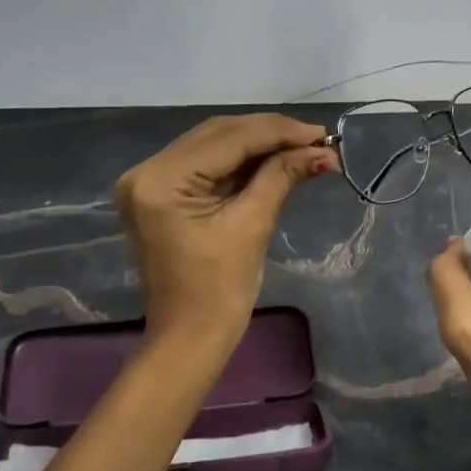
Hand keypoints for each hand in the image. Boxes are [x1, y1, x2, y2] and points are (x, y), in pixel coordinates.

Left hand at [116, 113, 336, 346]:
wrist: (189, 338)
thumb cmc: (219, 291)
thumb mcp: (252, 225)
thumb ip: (283, 176)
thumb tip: (323, 151)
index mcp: (161, 180)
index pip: (228, 139)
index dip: (278, 132)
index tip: (322, 135)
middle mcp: (146, 170)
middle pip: (218, 134)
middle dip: (270, 134)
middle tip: (317, 140)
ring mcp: (150, 181)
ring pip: (214, 144)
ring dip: (258, 143)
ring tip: (303, 147)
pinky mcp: (161, 192)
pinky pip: (207, 163)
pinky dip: (241, 160)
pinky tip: (275, 158)